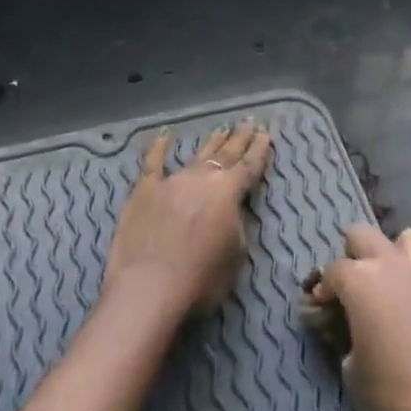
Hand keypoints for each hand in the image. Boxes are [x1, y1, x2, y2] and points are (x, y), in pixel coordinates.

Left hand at [102, 121, 272, 318]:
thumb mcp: (235, 254)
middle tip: (248, 123)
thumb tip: (230, 211)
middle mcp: (202, 179)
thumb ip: (236, 225)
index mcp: (229, 192)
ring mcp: (172, 181)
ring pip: (197, 156)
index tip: (265, 134)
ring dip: (211, 142)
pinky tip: (164, 135)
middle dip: (239, 139)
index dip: (259, 150)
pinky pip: (152, 164)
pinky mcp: (144, 191)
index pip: (249, 166)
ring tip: (222, 128)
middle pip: (225, 155)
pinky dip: (158, 148)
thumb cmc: (201, 278)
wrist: (149, 287)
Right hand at [312, 227, 410, 410]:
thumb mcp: (355, 374)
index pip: (333, 269)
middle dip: (354, 254)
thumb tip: (355, 339)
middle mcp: (395, 266)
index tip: (322, 308)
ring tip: (394, 285)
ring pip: (410, 239)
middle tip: (353, 286)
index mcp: (362, 280)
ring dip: (397, 255)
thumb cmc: (399, 394)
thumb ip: (349, 343)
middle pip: (364, 235)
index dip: (324, 288)